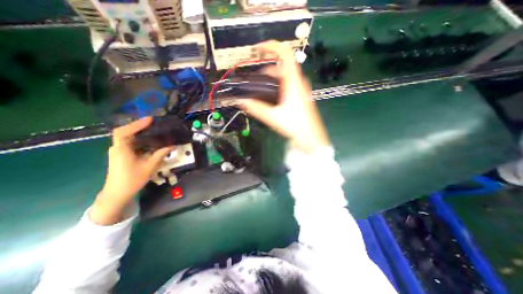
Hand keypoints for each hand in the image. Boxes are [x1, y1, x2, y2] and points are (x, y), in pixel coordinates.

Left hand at [90, 117, 171, 224]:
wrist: (117, 194)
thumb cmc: (132, 180)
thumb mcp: (149, 167)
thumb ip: (160, 154)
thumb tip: (172, 146)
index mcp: (121, 150)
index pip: (124, 132)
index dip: (136, 124)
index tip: (150, 120)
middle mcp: (117, 148)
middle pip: (125, 132)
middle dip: (139, 126)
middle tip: (153, 123)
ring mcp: (118, 152)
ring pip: (128, 138)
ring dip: (139, 133)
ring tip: (153, 130)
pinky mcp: (122, 156)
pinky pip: (130, 144)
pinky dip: (139, 140)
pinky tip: (149, 141)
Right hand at [238, 41, 327, 152]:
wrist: (311, 136)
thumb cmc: (294, 125)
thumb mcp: (273, 116)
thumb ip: (256, 108)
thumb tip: (241, 101)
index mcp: (293, 81)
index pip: (284, 53)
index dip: (271, 46)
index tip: (257, 49)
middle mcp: (298, 81)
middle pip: (281, 67)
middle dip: (266, 70)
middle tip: (254, 81)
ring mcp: (301, 88)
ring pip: (284, 77)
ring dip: (271, 80)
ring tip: (261, 91)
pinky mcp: (301, 95)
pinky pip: (288, 85)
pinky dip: (278, 86)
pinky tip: (272, 98)